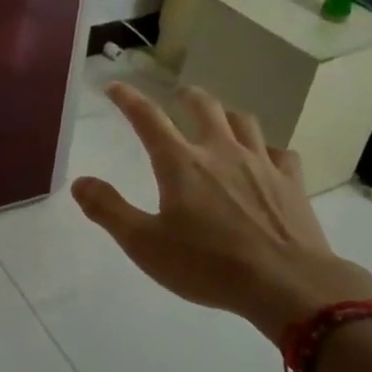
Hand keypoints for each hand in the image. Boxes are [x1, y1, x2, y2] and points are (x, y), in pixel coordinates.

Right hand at [72, 83, 371, 343]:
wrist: (288, 285)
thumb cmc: (209, 265)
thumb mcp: (144, 244)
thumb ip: (109, 210)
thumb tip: (80, 182)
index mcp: (181, 163)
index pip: (148, 118)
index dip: (128, 99)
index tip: (115, 86)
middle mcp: (221, 151)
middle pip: (203, 106)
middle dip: (185, 96)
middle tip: (177, 96)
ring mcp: (261, 164)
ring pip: (243, 121)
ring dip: (226, 114)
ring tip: (219, 119)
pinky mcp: (291, 183)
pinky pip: (280, 152)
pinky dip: (267, 149)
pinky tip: (265, 159)